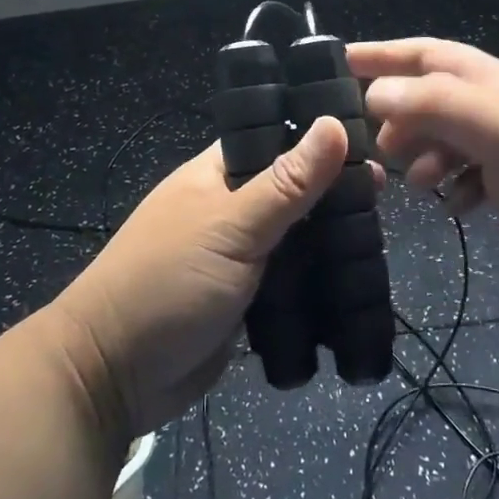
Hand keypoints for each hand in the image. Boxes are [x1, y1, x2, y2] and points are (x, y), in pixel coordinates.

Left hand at [50, 119, 358, 435]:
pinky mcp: (244, 299)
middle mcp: (228, 208)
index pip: (274, 138)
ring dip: (327, 237)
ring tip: (379, 232)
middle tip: (385, 194)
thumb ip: (286, 182)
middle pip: (290, 189)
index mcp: (216, 174)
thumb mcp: (231, 227)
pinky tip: (355, 275)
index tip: (369, 139)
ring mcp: (236, 255)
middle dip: (331, 192)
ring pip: (293, 236)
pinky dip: (315, 277)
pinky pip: (288, 279)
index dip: (316, 136)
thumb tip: (334, 123)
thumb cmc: (168, 282)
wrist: (113, 374)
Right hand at [350, 38, 498, 326]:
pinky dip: (449, 185)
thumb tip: (376, 93)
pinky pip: (467, 176)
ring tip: (409, 181)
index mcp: (498, 84)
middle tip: (366, 144)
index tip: (335, 64)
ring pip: (445, 138)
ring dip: (419, 152)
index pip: (428, 54)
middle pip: (431, 96)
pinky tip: (450, 205)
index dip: (382, 54)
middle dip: (395, 112)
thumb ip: (441, 105)